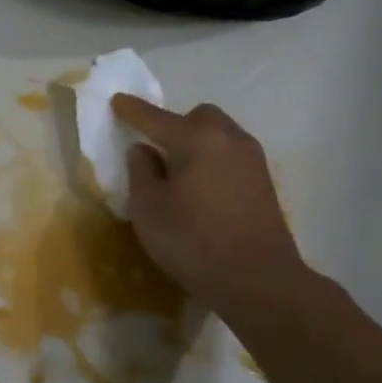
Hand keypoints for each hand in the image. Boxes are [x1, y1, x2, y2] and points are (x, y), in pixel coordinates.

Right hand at [111, 95, 315, 318]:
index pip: (156, 118)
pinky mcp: (264, 182)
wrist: (260, 282)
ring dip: (196, 144)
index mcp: (198, 139)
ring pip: (218, 135)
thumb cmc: (194, 242)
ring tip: (178, 174)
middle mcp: (229, 139)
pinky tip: (201, 190)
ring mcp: (252, 160)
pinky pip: (230, 155)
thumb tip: (144, 150)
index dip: (133, 110)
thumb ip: (141, 172)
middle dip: (174, 125)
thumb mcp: (149, 209)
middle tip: (156, 151)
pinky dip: (212, 161)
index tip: (117, 100)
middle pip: (197, 117)